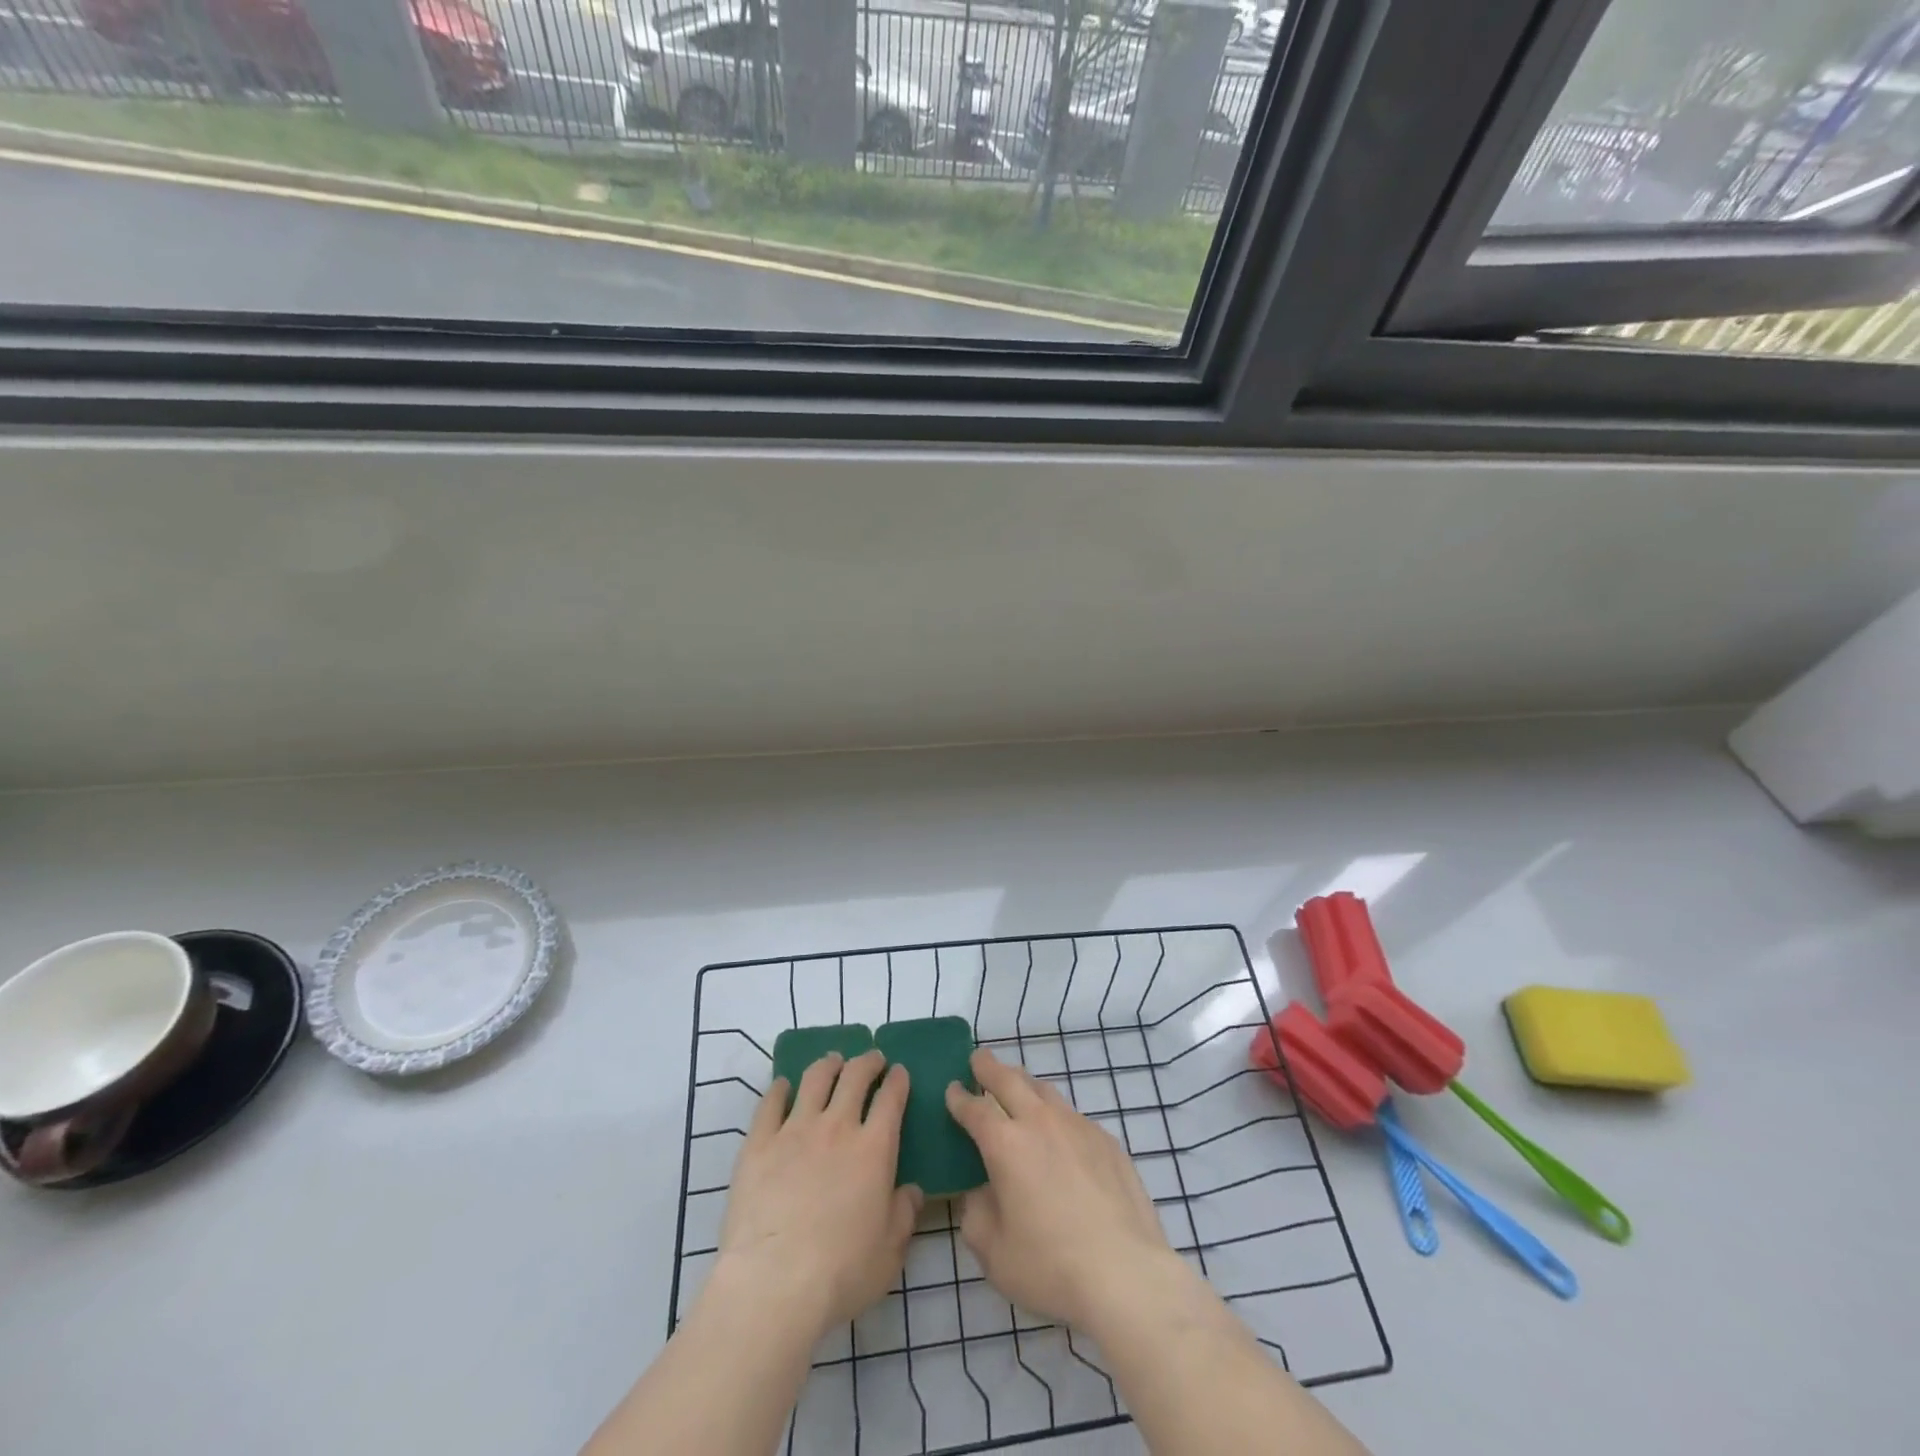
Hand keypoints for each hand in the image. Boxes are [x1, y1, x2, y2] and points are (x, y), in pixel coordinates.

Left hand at [717, 1050, 921, 1342]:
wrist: (773, 1285)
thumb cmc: (840, 1273)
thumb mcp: (889, 1253)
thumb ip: (904, 1215)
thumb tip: (913, 1191)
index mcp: (874, 1149)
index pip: (891, 1098)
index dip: (898, 1080)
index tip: (899, 1072)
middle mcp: (837, 1127)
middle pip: (855, 1076)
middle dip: (867, 1061)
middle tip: (872, 1059)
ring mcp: (795, 1130)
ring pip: (815, 1078)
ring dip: (828, 1064)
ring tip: (832, 1062)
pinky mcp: (759, 1143)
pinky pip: (771, 1102)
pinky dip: (780, 1088)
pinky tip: (783, 1086)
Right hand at [946, 1047, 1177, 1327]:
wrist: (1126, 1275)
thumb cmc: (1050, 1267)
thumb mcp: (993, 1252)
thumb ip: (977, 1214)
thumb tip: (980, 1192)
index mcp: (1006, 1144)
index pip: (975, 1108)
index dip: (959, 1098)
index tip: (952, 1089)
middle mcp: (1040, 1122)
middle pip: (1009, 1079)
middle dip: (989, 1067)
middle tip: (979, 1059)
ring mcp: (1078, 1126)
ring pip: (1044, 1090)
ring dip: (1024, 1083)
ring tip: (1017, 1087)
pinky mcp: (1107, 1141)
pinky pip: (1073, 1116)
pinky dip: (1056, 1116)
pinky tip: (1059, 1135)